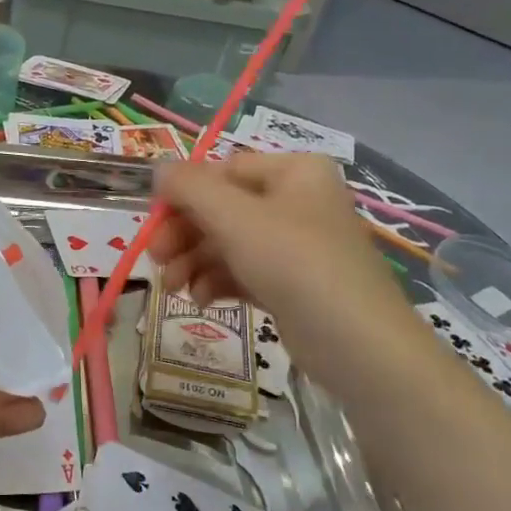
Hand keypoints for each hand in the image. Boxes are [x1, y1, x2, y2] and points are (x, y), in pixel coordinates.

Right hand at [148, 154, 420, 387]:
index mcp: (293, 171)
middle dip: (185, 235)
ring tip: (173, 289)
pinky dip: (217, 282)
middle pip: (222, 209)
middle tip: (157, 260)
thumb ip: (190, 188)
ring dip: (194, 262)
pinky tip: (202, 300)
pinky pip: (243, 272)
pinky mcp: (292, 284)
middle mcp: (297, 201)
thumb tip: (158, 167)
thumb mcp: (234, 217)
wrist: (356, 343)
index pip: (222, 171)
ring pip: (228, 243)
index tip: (153, 223)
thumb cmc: (295, 262)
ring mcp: (296, 245)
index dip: (183, 195)